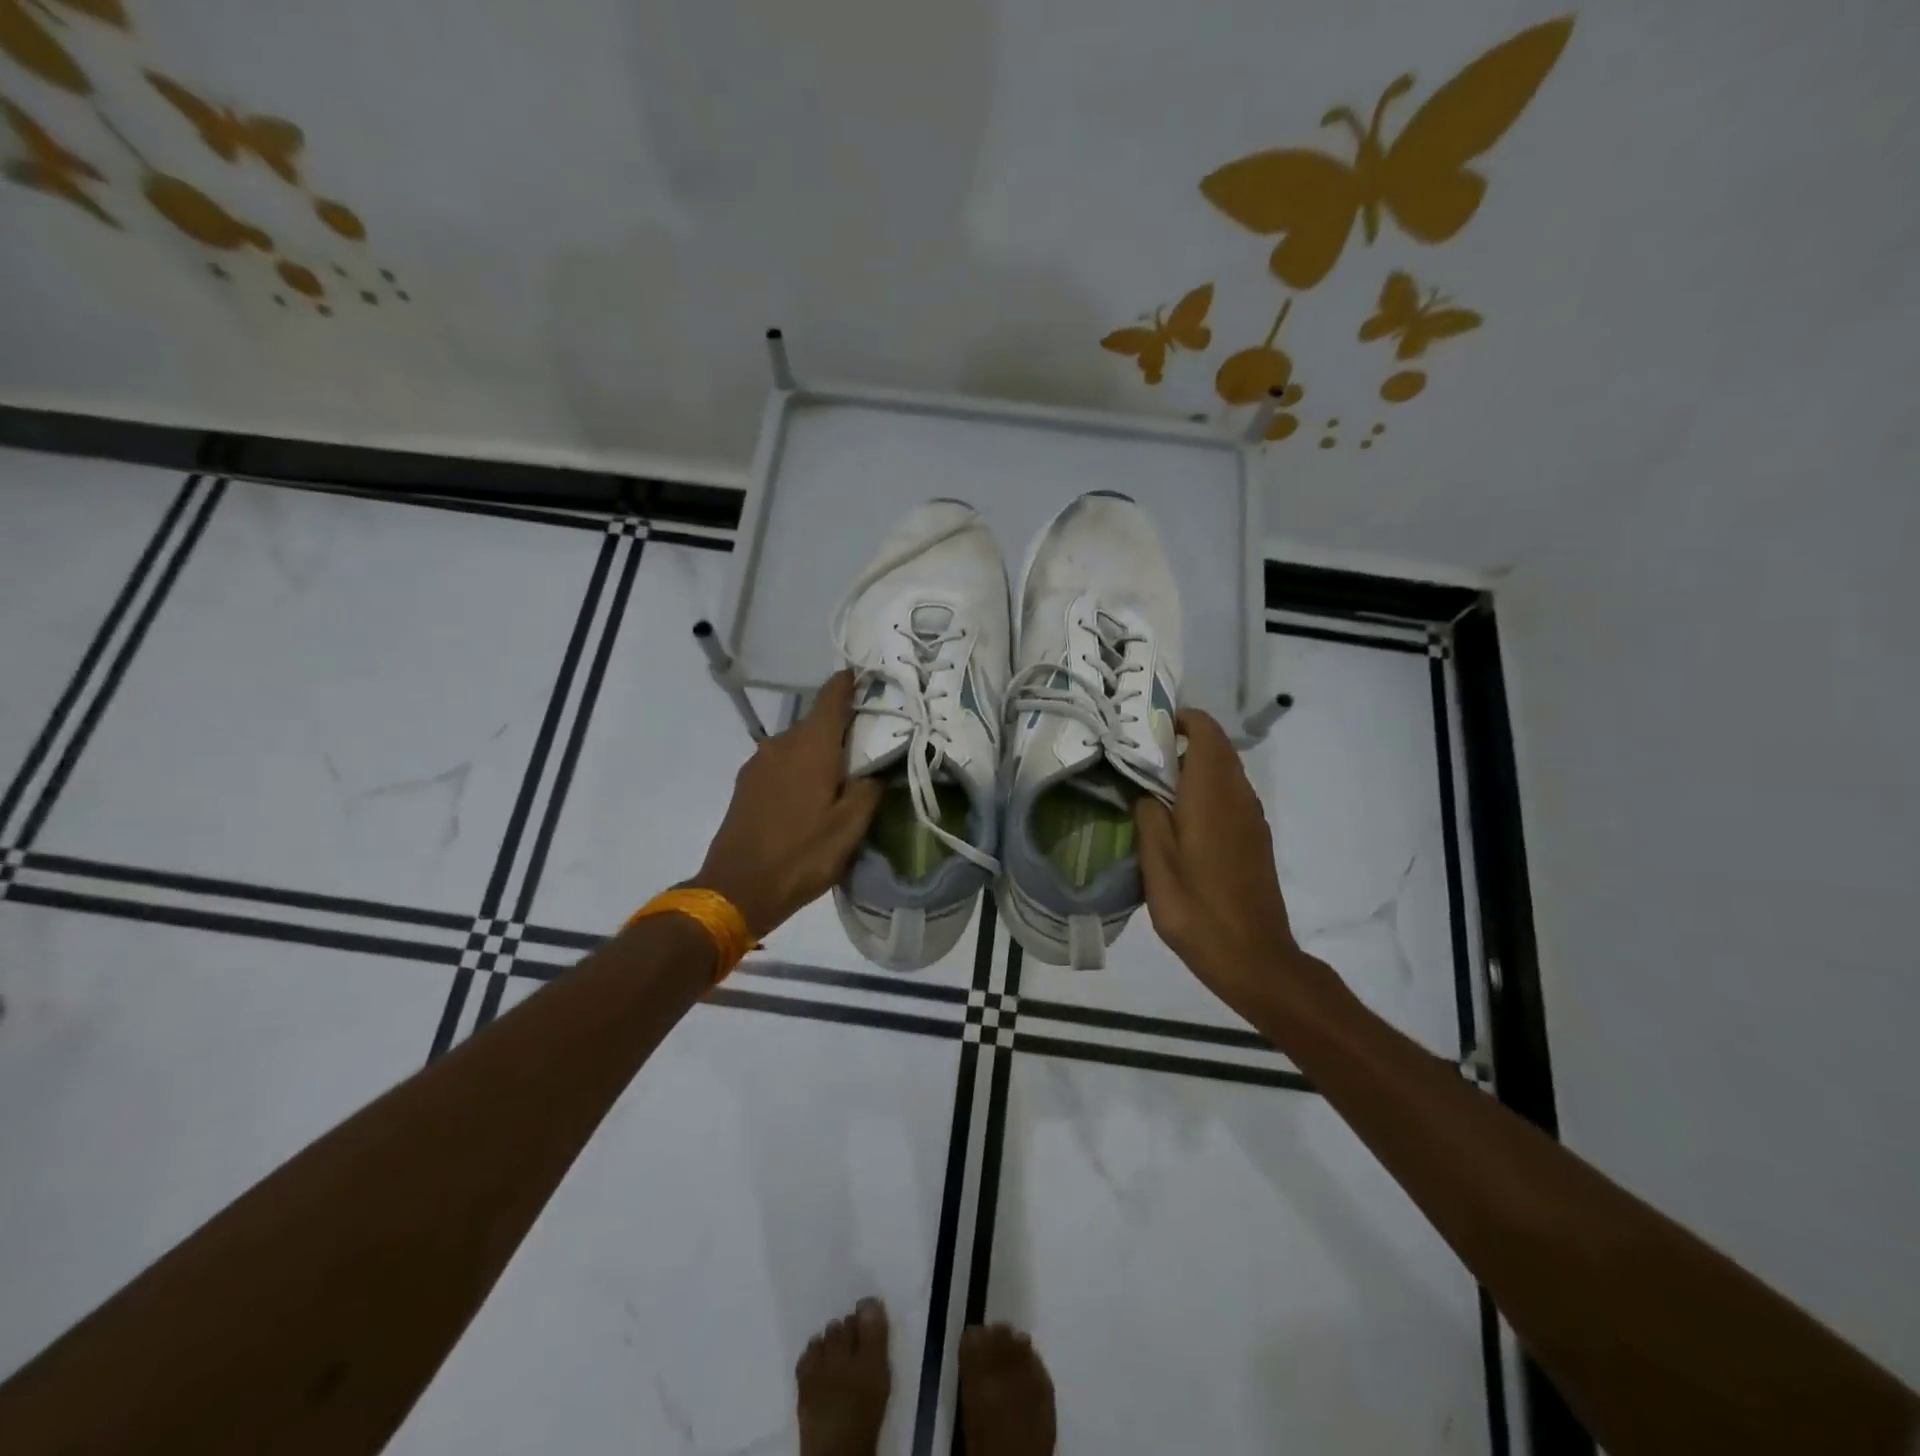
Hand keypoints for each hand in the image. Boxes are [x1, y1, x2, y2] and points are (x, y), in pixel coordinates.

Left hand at [692, 671, 883, 939]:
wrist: (736, 889)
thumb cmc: (802, 855)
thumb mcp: (849, 827)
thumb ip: (869, 789)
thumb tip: (877, 768)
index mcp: (811, 746)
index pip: (831, 697)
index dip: (848, 683)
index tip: (865, 677)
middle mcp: (781, 743)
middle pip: (816, 723)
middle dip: (840, 729)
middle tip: (867, 747)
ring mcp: (759, 763)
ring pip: (797, 745)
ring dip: (819, 753)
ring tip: (840, 777)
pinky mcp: (746, 784)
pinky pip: (781, 763)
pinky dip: (799, 768)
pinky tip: (810, 796)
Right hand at [1133, 709, 1333, 1015]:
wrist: (1255, 958)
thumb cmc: (1198, 912)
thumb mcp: (1157, 866)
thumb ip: (1149, 820)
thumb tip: (1146, 795)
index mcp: (1212, 796)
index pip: (1206, 733)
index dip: (1180, 719)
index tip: (1146, 728)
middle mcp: (1238, 798)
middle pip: (1217, 749)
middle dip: (1182, 742)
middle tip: (1139, 757)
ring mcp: (1251, 819)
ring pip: (1224, 773)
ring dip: (1193, 768)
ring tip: (1152, 786)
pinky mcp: (1255, 839)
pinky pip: (1229, 797)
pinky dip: (1205, 791)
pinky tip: (1178, 820)